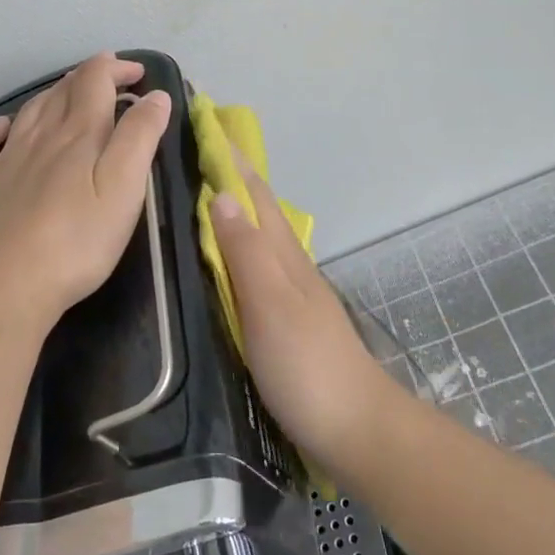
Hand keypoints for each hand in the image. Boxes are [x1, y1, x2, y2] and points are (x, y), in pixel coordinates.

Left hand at [0, 52, 172, 330]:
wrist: (5, 285)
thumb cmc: (77, 241)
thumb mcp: (124, 188)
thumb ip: (140, 137)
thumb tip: (154, 96)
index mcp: (79, 134)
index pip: (96, 80)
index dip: (116, 68)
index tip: (138, 74)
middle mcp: (40, 135)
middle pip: (63, 90)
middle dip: (89, 77)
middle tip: (109, 79)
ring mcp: (5, 160)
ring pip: (30, 111)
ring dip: (52, 94)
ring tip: (67, 92)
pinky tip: (3, 128)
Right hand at [211, 162, 398, 469]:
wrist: (358, 430)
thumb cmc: (308, 365)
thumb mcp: (271, 304)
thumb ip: (246, 251)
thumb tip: (221, 193)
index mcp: (284, 256)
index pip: (255, 194)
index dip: (232, 160)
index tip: (206, 124)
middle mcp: (290, 267)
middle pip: (260, 211)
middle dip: (232, 178)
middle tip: (196, 152)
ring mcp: (293, 296)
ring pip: (260, 239)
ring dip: (235, 212)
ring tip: (202, 197)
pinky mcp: (289, 325)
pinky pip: (257, 271)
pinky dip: (239, 251)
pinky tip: (225, 263)